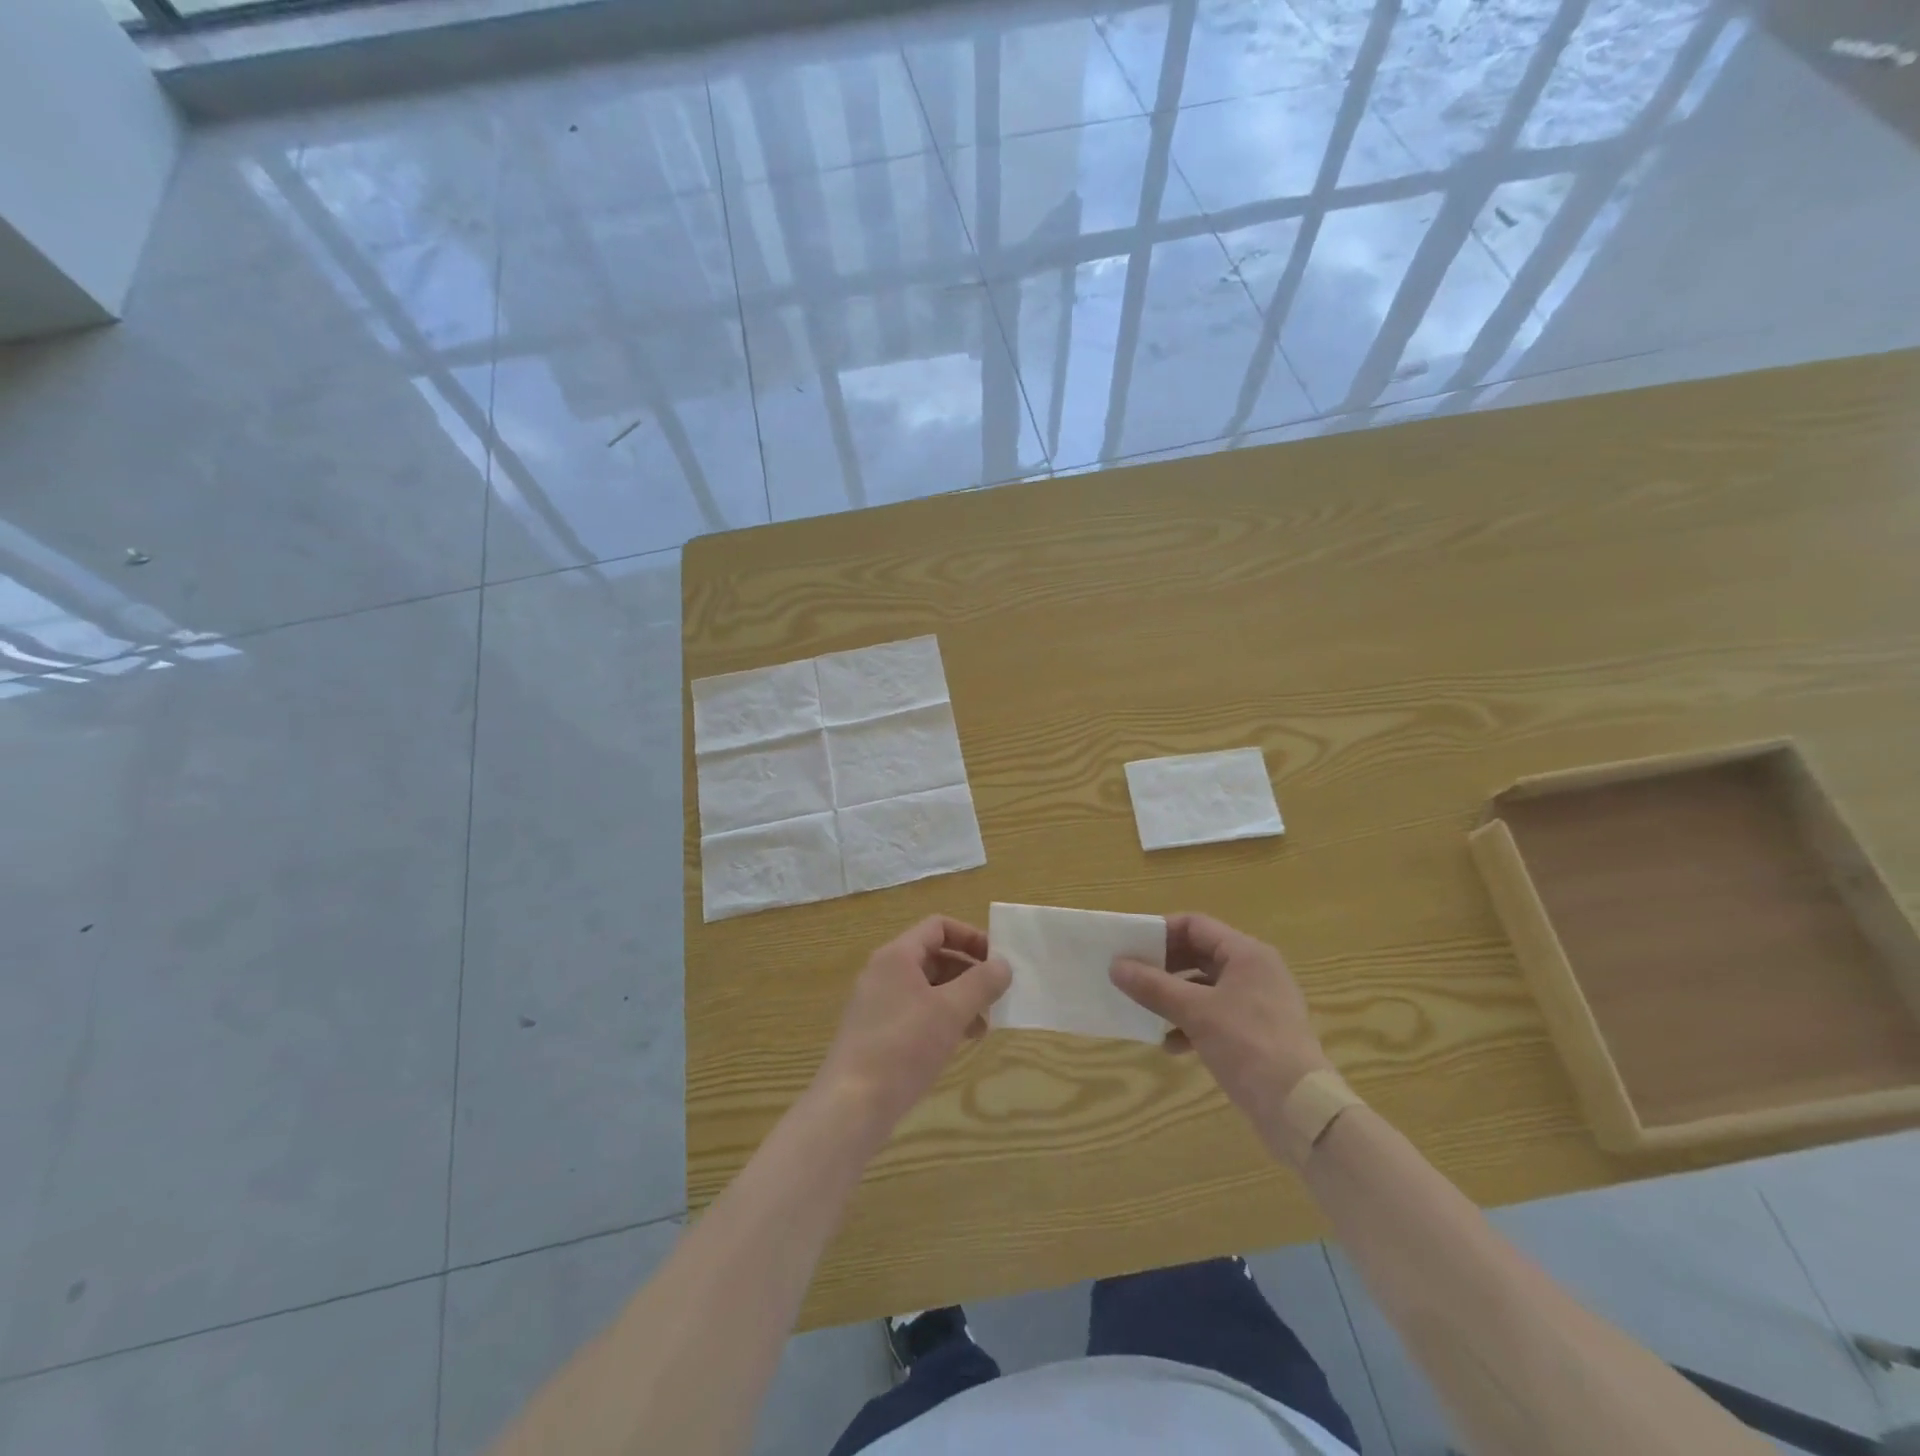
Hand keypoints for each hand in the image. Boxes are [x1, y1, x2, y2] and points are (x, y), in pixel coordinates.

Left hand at [816, 916, 1010, 1132]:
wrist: (851, 1105)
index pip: (938, 927)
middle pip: (934, 956)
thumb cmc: (903, 1047)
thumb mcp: (950, 1011)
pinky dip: (941, 1019)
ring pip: (927, 988)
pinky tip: (960, 1042)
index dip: (971, 937)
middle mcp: (884, 972)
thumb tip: (1004, 964)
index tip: (997, 961)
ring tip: (984, 1026)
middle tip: (996, 996)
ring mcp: (878, 1004)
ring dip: (959, 1000)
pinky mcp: (877, 1033)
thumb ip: (981, 983)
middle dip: (969, 973)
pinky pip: (916, 1012)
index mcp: (897, 956)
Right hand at [1110, 914, 1330, 1126]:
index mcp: (1246, 954)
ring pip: (1205, 988)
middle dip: (1163, 967)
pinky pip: (1215, 1015)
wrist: (1299, 1109)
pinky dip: (1190, 1024)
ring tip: (1144, 1011)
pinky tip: (1170, 1045)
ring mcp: (1258, 1003)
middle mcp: (1254, 971)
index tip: (1129, 946)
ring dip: (1173, 998)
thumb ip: (1153, 987)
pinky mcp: (1257, 1033)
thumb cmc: (1248, 1045)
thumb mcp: (1195, 1012)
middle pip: (1199, 954)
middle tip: (1130, 977)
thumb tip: (1115, 966)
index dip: (1160, 932)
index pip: (1195, 925)